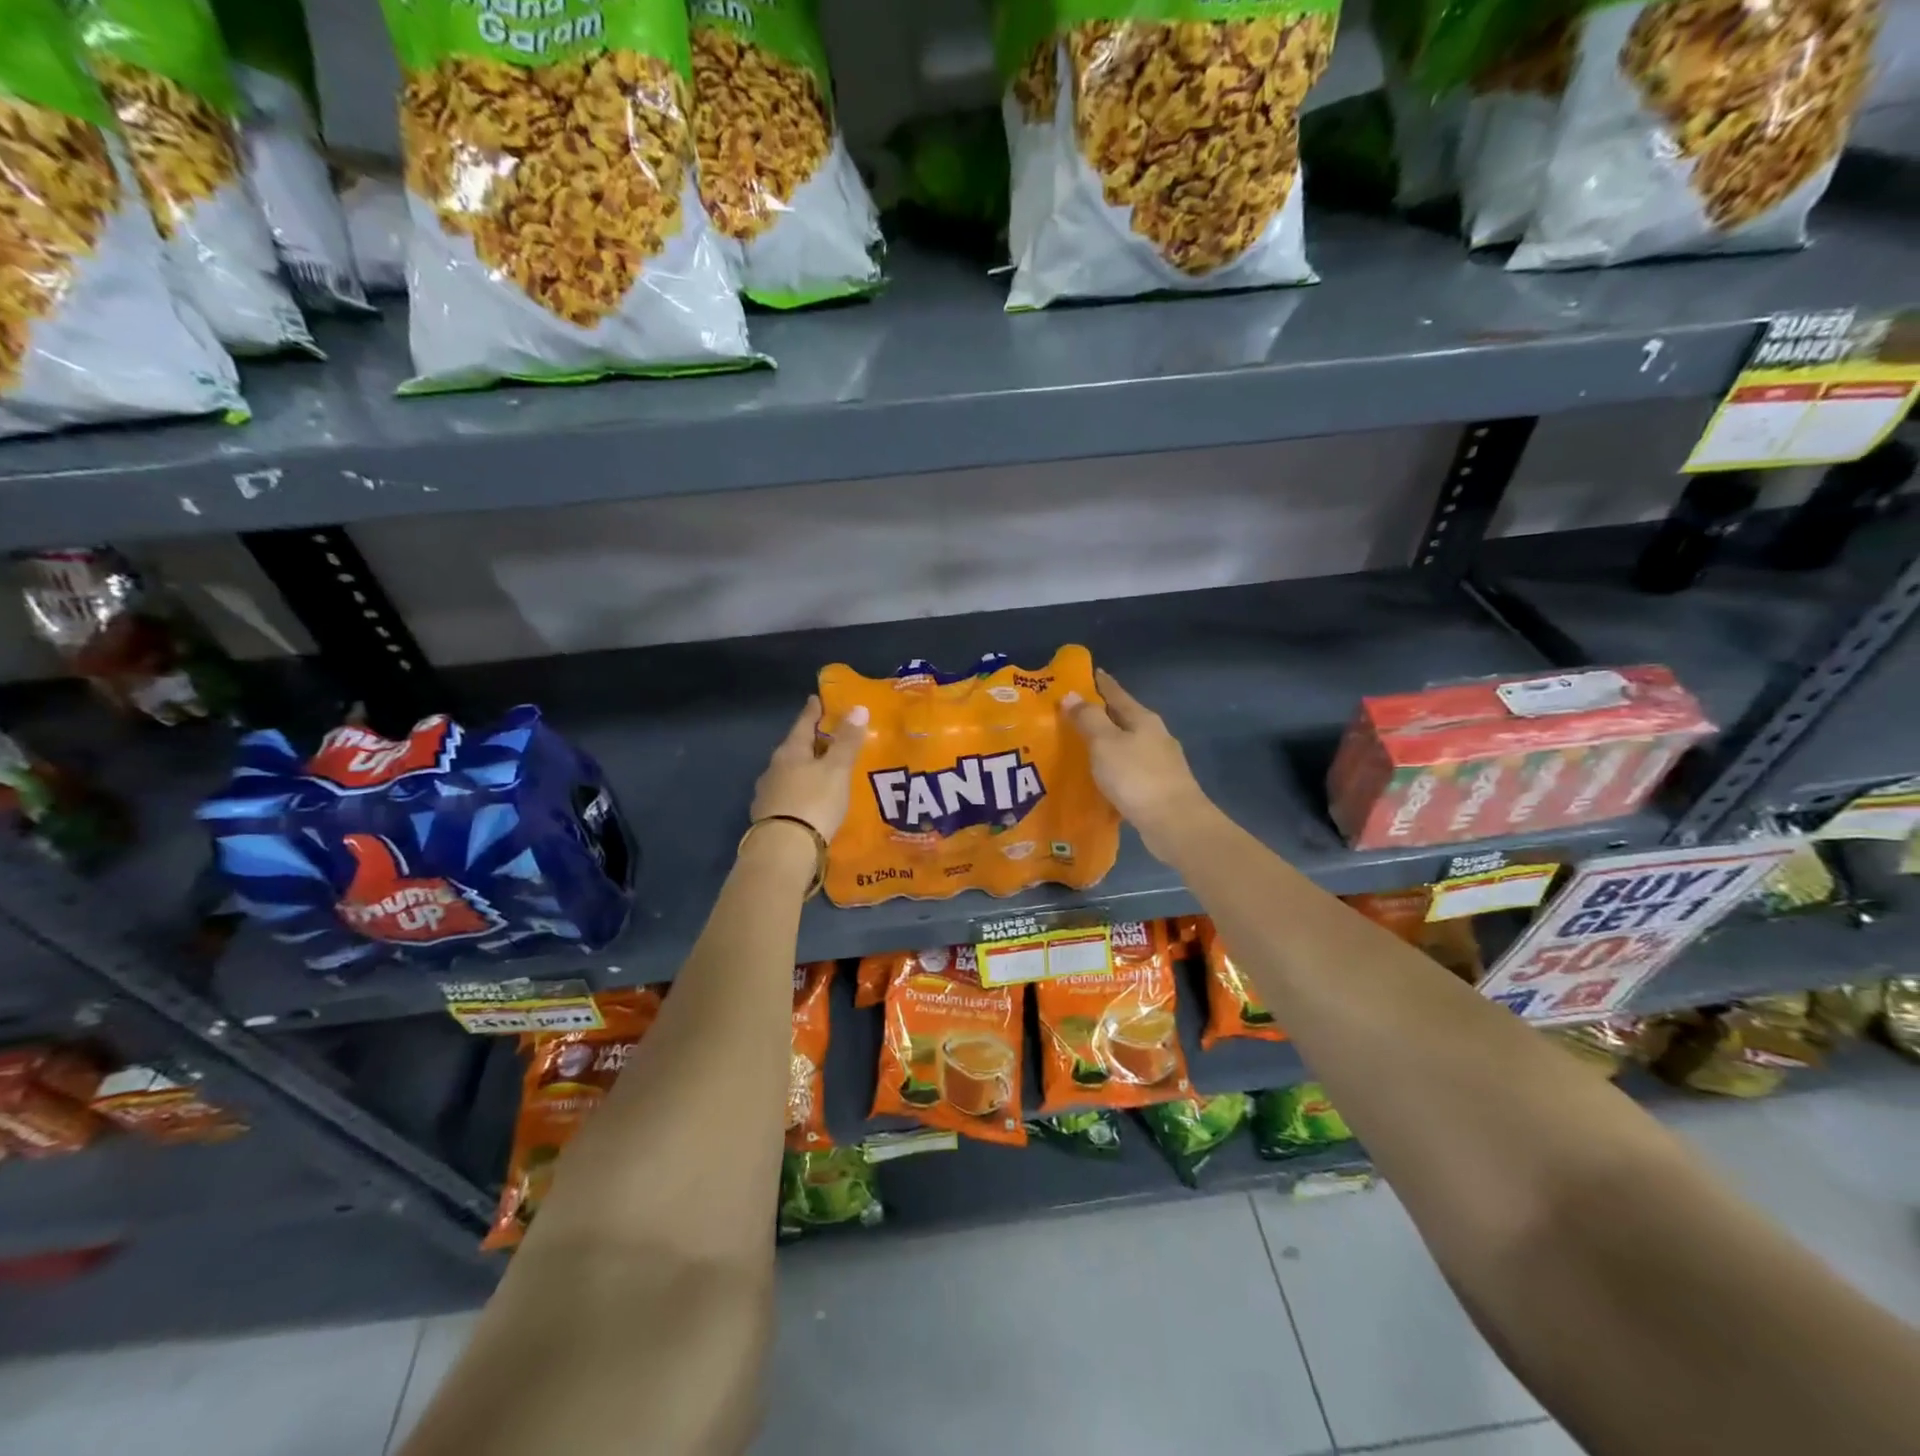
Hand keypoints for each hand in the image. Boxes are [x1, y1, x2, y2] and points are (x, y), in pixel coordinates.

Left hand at [749, 696, 868, 842]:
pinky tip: (809, 800)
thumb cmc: (813, 802)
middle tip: (827, 737)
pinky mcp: (768, 817)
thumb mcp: (836, 769)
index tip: (816, 699)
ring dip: (804, 769)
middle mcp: (774, 768)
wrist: (783, 850)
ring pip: (789, 773)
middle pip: (795, 748)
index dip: (813, 711)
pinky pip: (787, 795)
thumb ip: (847, 741)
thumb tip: (858, 707)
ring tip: (822, 771)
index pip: (803, 723)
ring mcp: (767, 794)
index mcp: (790, 751)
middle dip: (810, 742)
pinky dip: (800, 792)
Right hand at [1062, 669, 1212, 861]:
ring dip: (1108, 745)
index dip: (1102, 683)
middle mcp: (1155, 736)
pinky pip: (1130, 771)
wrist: (1175, 823)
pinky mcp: (1159, 788)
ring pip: (1128, 746)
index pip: (1118, 694)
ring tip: (1083, 748)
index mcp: (1143, 719)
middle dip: (1102, 715)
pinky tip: (1101, 780)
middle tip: (1074, 714)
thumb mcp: (1105, 743)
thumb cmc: (1136, 777)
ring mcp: (1161, 763)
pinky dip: (1115, 770)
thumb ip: (1089, 719)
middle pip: (1125, 719)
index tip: (1088, 673)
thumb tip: (1072, 695)